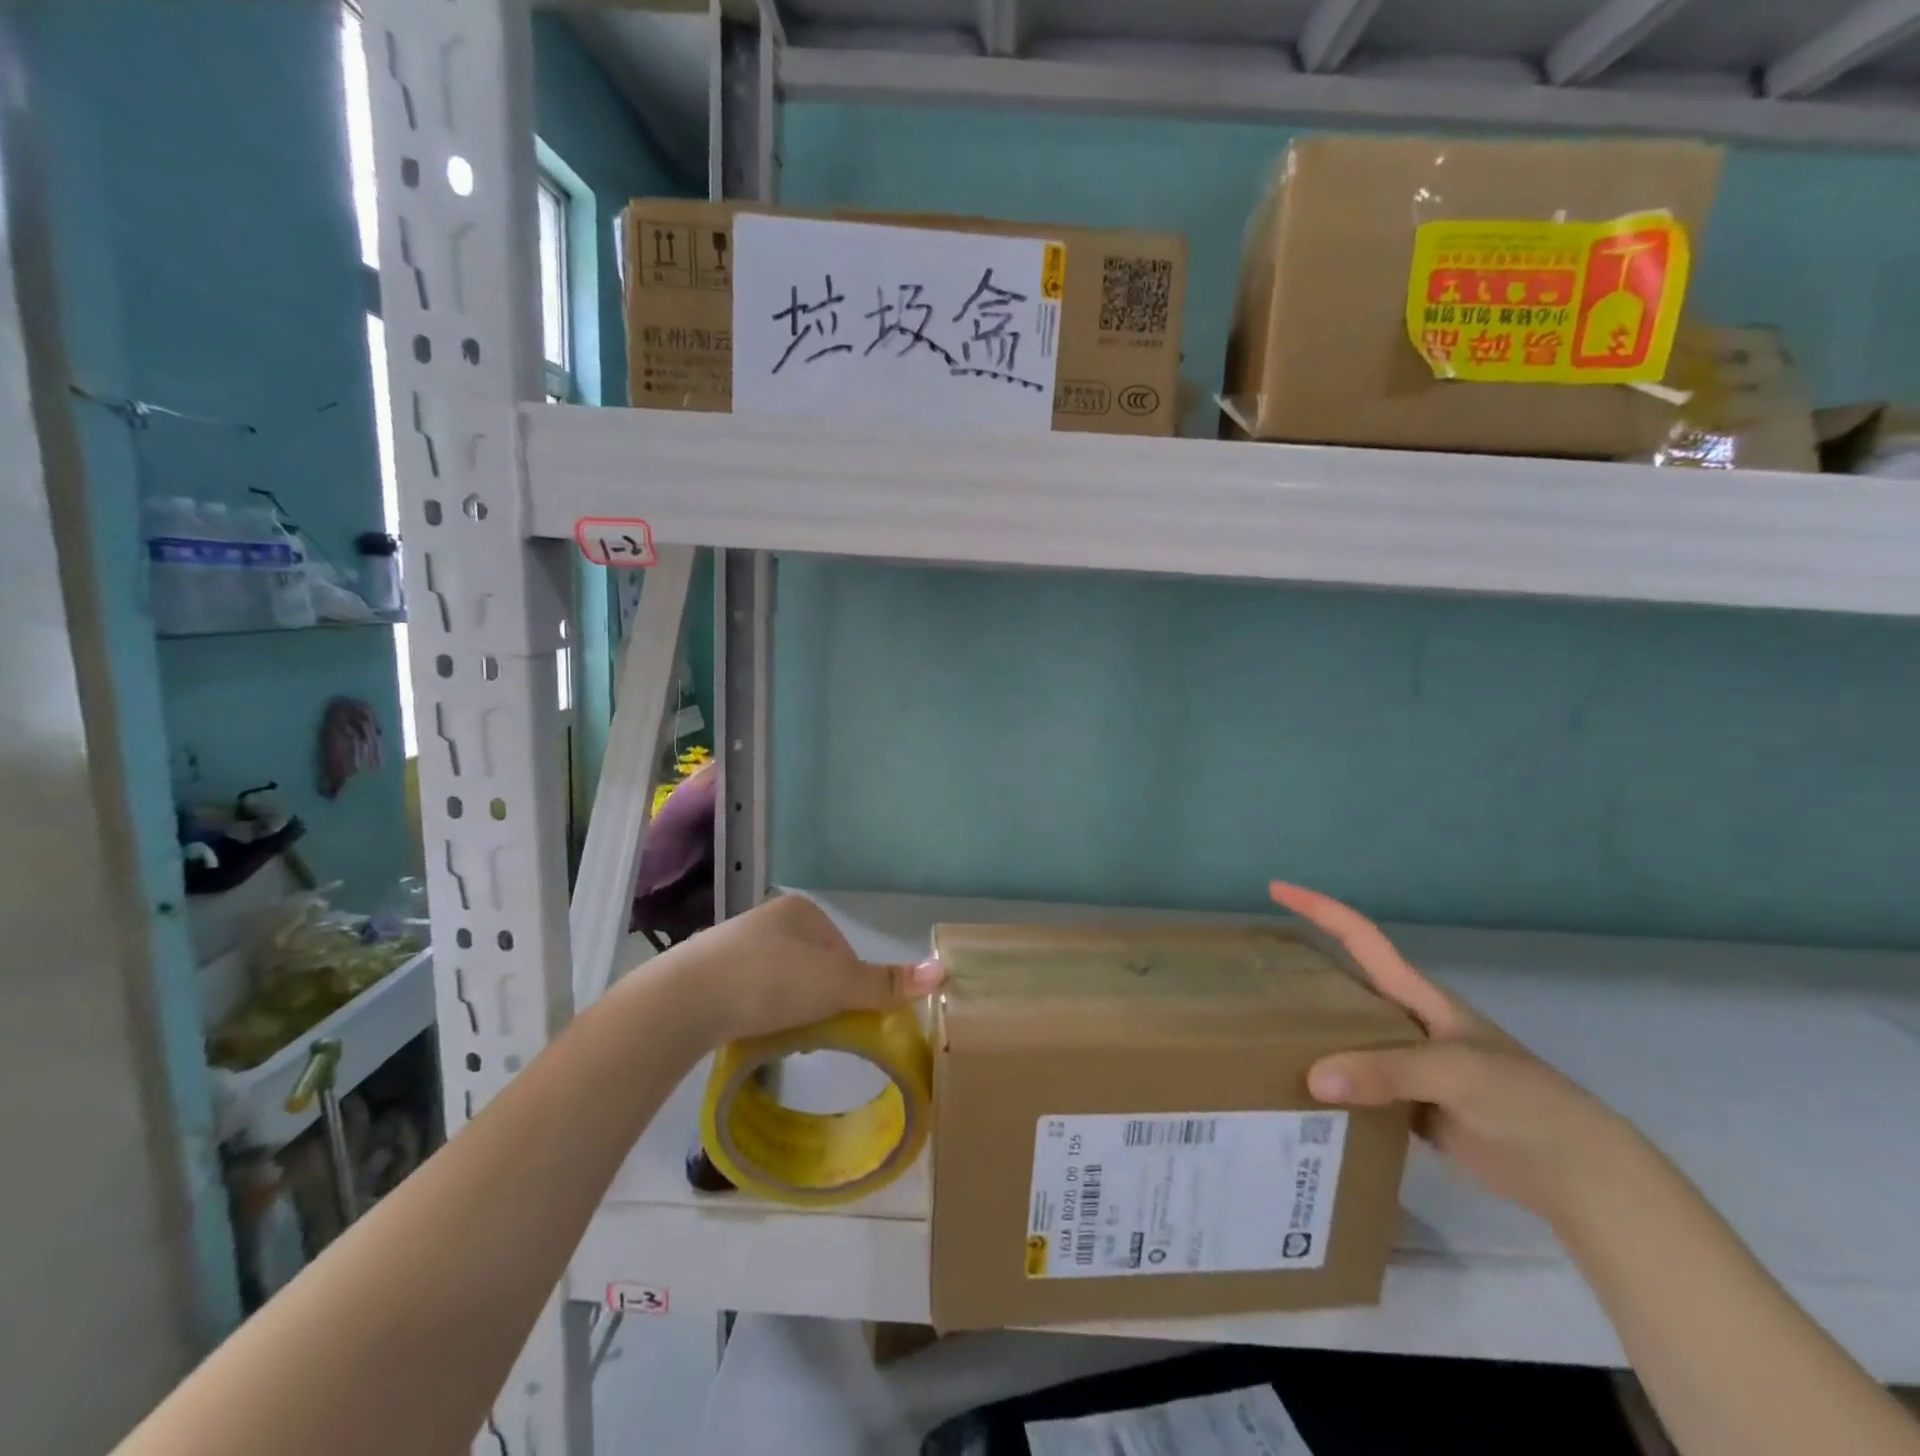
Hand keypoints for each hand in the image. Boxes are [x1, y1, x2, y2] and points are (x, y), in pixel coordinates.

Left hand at [657, 894, 941, 1046]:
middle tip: (812, 1032)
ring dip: (788, 1008)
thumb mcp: (835, 985)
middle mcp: (768, 920)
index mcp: (801, 911)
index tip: (840, 1016)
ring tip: (781, 1035)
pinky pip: (749, 994)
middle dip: (818, 1000)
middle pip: (814, 967)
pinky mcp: (708, 974)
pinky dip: (758, 1013)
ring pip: (781, 983)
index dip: (849, 987)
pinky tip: (751, 1031)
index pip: (843, 951)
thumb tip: (943, 971)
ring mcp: (734, 945)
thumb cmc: (769, 982)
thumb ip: (885, 983)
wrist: (684, 1001)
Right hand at [1271, 881, 1631, 1223]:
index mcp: (1417, 997)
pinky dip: (1325, 1084)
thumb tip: (1312, 1077)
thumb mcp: (1456, 1073)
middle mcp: (1404, 1022)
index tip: (1276, 889)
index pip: (1360, 938)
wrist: (1577, 1174)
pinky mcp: (1407, 1106)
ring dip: (1307, 1033)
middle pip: (1342, 985)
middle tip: (1251, 972)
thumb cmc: (1524, 1100)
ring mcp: (1405, 1066)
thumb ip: (1385, 1071)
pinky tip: (1295, 1092)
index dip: (1319, 908)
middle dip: (1300, 970)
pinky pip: (1353, 1085)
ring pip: (1343, 1037)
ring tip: (1256, 1033)